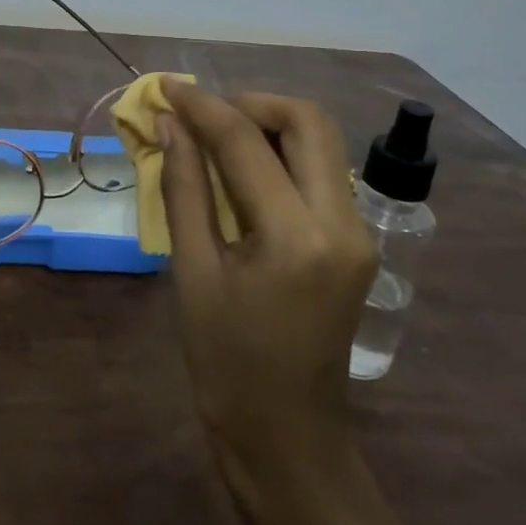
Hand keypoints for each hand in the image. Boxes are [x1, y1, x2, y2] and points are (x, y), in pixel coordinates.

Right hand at [157, 81, 375, 494]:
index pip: (246, 143)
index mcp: (296, 238)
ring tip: (216, 138)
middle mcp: (342, 224)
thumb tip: (169, 125)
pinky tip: (242, 171)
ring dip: (268, 125)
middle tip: (203, 117)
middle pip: (308, 121)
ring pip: (320, 142)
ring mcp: (358, 232)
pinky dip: (281, 154)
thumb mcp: (193, 272)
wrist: (288, 436)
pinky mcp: (357, 241)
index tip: (166, 88)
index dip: (202, 106)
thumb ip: (183, 188)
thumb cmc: (226, 362)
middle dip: (251, 104)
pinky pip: (321, 171)